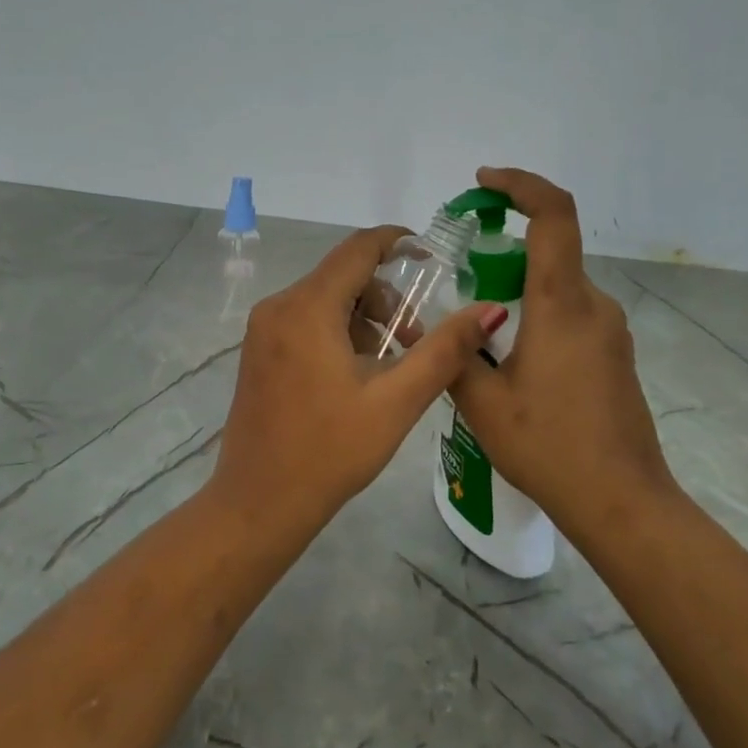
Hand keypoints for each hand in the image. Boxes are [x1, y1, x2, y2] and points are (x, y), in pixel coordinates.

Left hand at [215, 226, 505, 519]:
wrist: (258, 505)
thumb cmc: (330, 453)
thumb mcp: (396, 401)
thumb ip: (444, 350)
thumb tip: (490, 309)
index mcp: (306, 308)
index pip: (358, 249)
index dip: (398, 242)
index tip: (433, 256)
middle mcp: (278, 307)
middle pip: (343, 275)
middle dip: (387, 297)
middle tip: (415, 341)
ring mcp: (262, 330)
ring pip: (325, 299)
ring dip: (365, 319)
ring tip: (389, 367)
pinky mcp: (258, 352)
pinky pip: (306, 320)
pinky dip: (338, 332)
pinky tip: (356, 375)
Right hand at [448, 168, 674, 521]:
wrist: (622, 503)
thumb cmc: (550, 447)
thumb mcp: (483, 403)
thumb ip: (454, 354)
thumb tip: (430, 326)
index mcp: (561, 305)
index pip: (553, 216)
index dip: (521, 185)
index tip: (484, 182)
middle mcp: (593, 306)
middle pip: (550, 251)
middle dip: (502, 251)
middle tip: (459, 280)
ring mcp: (610, 330)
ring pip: (558, 287)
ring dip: (517, 290)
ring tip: (478, 336)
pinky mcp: (614, 354)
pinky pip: (571, 314)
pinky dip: (537, 314)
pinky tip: (511, 362)